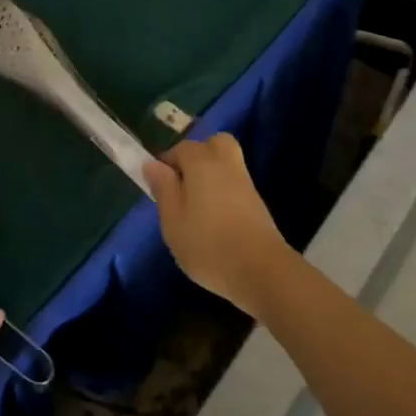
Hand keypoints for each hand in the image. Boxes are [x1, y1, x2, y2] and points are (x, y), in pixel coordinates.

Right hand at [143, 134, 293, 317]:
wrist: (261, 271)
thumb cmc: (208, 245)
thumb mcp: (173, 220)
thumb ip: (163, 189)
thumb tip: (153, 164)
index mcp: (202, 163)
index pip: (182, 148)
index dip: (167, 161)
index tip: (158, 185)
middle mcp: (227, 165)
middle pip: (215, 144)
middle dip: (198, 155)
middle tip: (183, 183)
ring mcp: (247, 184)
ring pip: (227, 164)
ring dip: (211, 175)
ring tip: (195, 205)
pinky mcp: (258, 205)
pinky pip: (236, 185)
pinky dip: (224, 192)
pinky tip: (214, 219)